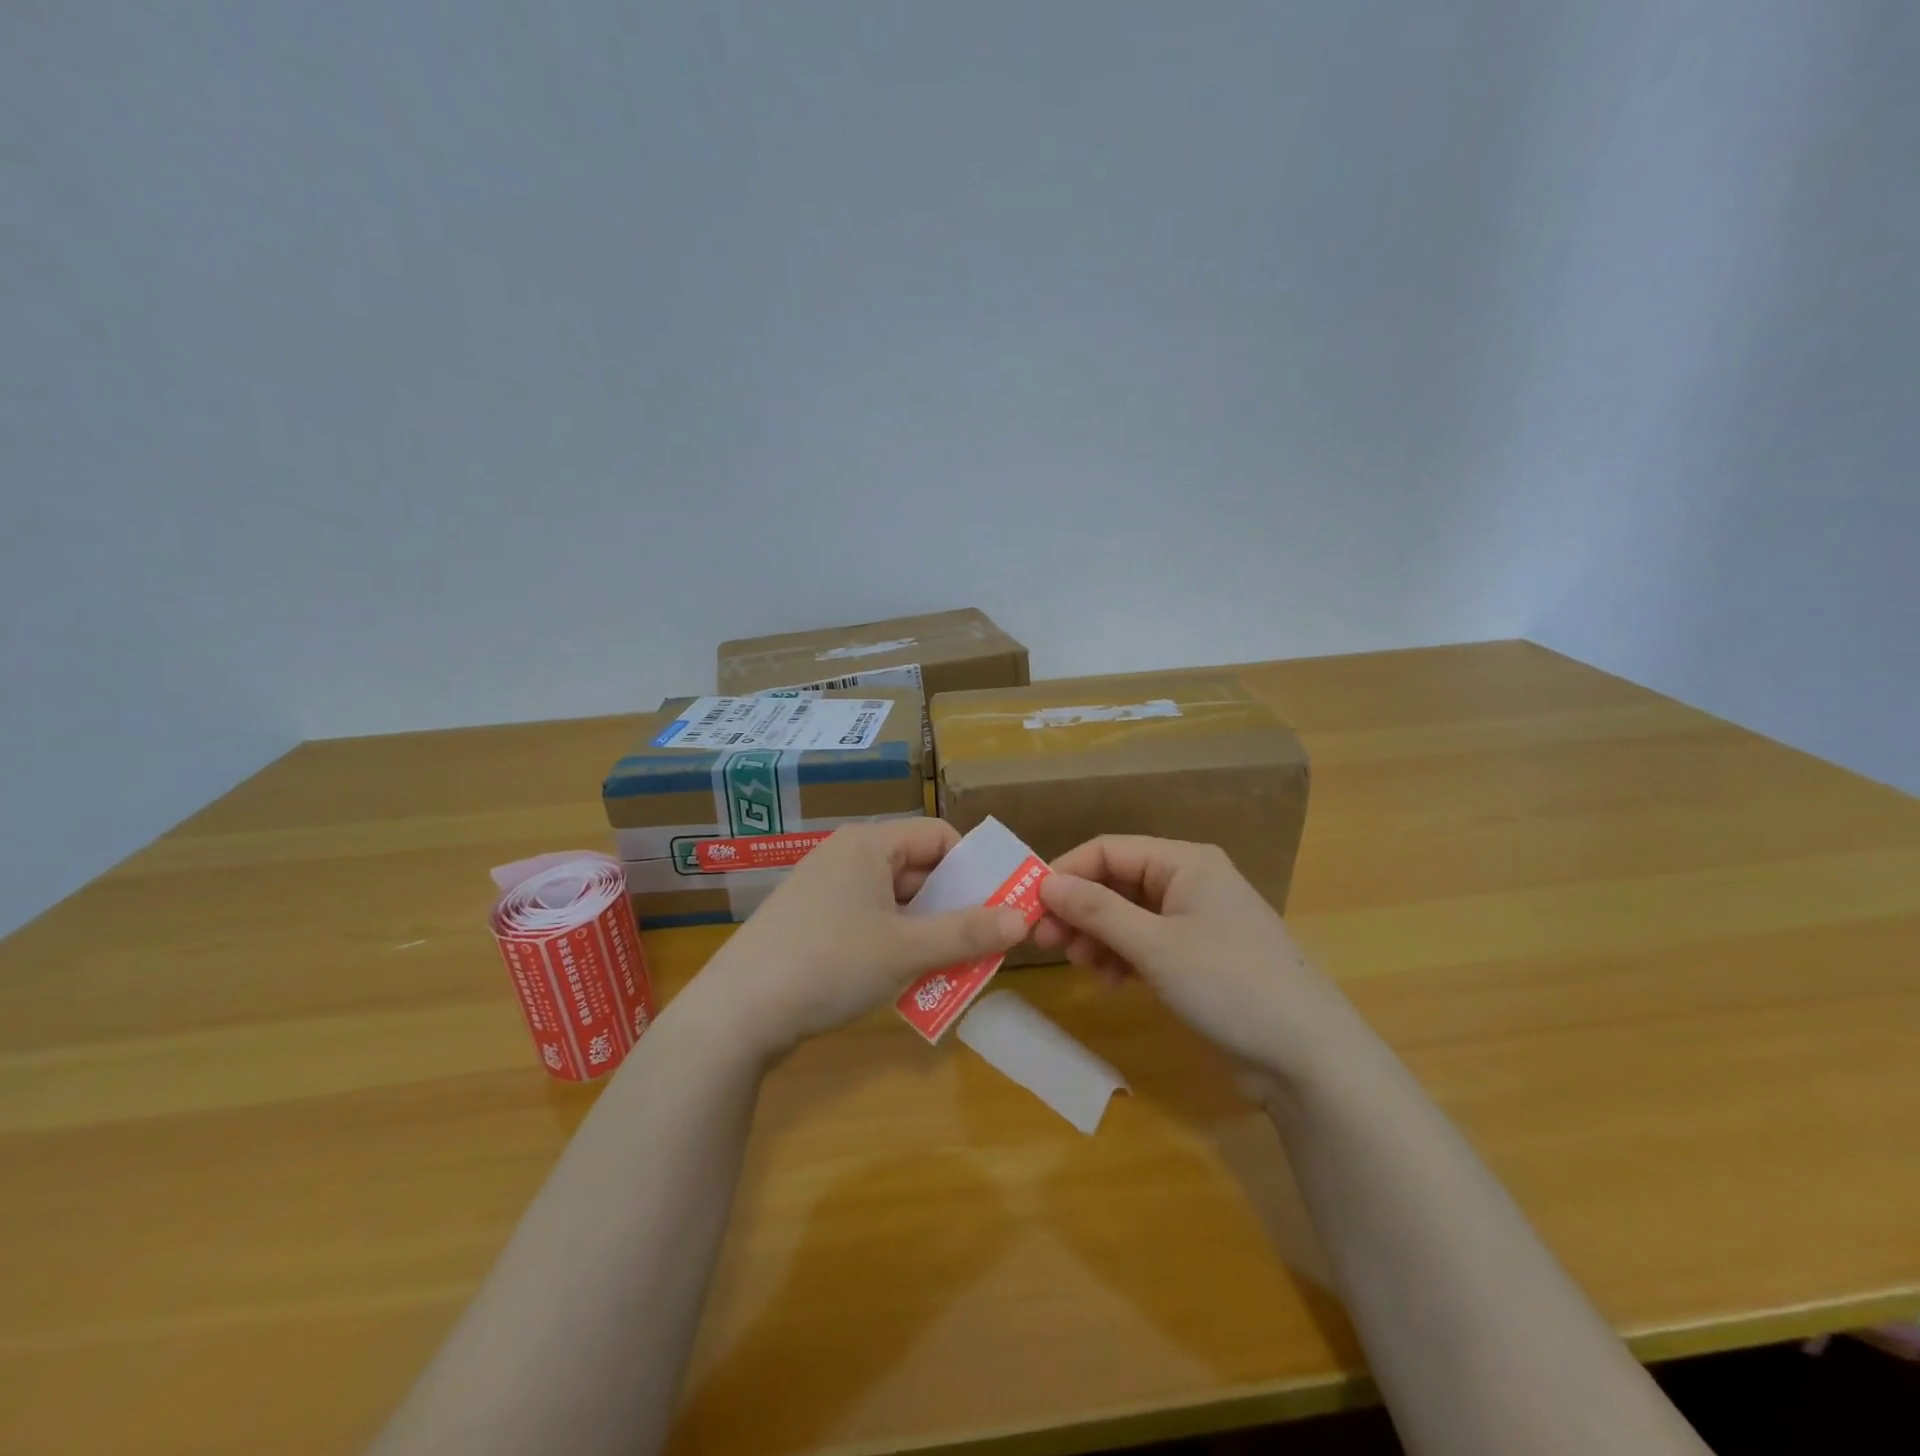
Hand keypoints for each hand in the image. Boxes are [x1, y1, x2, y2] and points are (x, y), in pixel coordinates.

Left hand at [686, 820, 1027, 1060]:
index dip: (973, 867)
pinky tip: (904, 980)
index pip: (938, 836)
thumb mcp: (907, 950)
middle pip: (917, 869)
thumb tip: (1023, 919)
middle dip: (953, 907)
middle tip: (983, 944)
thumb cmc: (830, 964)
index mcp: (869, 844)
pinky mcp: (810, 923)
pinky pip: (867, 922)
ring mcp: (823, 890)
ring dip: (926, 932)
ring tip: (951, 969)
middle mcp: (846, 856)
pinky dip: (893, 943)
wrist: (736, 1014)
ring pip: (894, 901)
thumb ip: (968, 933)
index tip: (998, 905)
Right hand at [1033, 836, 1357, 1088]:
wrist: (1306, 1056)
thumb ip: (1097, 911)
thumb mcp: (1155, 945)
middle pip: (1117, 882)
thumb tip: (1046, 884)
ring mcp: (1195, 921)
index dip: (1067, 872)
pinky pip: (1145, 943)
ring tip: (1078, 965)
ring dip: (1097, 935)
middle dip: (1079, 909)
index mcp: (1185, 862)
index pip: (1110, 850)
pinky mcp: (1197, 957)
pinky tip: (1109, 981)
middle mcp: (1189, 882)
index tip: (1032, 905)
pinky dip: (1121, 957)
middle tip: (1046, 941)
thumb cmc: (1229, 984)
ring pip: (1128, 915)